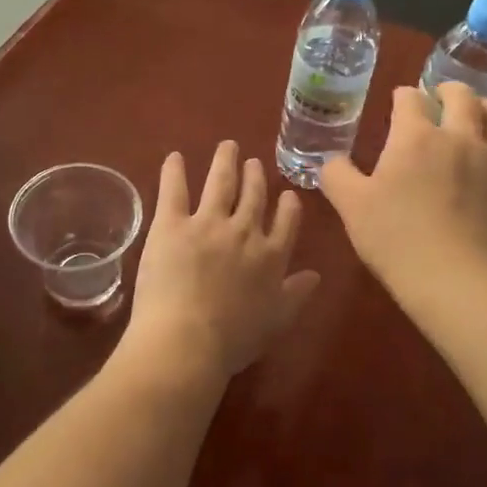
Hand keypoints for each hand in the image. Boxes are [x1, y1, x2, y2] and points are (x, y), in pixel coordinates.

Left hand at [126, 142, 321, 380]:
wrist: (188, 340)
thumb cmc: (234, 340)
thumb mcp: (277, 321)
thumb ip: (296, 294)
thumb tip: (315, 274)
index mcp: (271, 256)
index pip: (286, 222)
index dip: (287, 206)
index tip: (286, 194)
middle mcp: (244, 231)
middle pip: (254, 196)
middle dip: (256, 176)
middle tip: (254, 162)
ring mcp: (207, 223)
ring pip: (221, 183)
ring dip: (226, 162)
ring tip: (227, 147)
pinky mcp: (171, 224)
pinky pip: (174, 190)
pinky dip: (174, 171)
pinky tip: (174, 157)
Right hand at [320, 83, 486, 291]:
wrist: (458, 281)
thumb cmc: (397, 240)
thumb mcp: (352, 207)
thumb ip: (337, 175)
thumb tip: (332, 160)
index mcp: (415, 137)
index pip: (409, 99)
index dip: (402, 97)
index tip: (398, 102)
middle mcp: (460, 135)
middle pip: (460, 95)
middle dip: (446, 90)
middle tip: (439, 98)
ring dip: (485, 105)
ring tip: (477, 112)